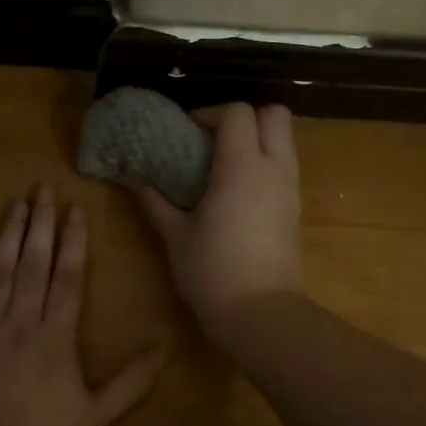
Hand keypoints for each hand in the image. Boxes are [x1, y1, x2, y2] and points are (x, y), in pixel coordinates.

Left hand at [0, 184, 168, 425]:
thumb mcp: (97, 414)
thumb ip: (132, 380)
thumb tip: (166, 347)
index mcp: (55, 335)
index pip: (68, 277)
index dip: (73, 241)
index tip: (75, 209)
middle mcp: (20, 320)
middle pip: (34, 263)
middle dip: (40, 224)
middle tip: (42, 188)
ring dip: (8, 236)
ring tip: (15, 203)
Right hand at [128, 103, 303, 340]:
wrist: (260, 313)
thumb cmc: (212, 270)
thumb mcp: (175, 234)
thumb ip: (154, 200)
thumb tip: (130, 177)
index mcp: (242, 166)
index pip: (237, 112)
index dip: (210, 113)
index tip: (186, 131)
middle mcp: (274, 169)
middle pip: (274, 115)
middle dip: (245, 117)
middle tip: (213, 139)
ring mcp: (290, 190)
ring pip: (284, 141)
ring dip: (256, 141)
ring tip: (221, 165)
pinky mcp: (295, 211)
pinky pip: (284, 169)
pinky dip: (264, 165)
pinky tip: (236, 193)